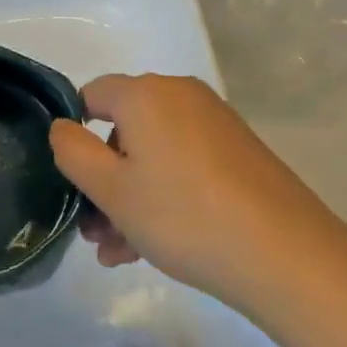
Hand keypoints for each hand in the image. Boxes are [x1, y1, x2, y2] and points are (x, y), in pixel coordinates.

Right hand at [50, 74, 346, 314]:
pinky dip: (164, 193)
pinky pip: (184, 163)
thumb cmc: (183, 215)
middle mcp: (180, 94)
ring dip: (130, 196)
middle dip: (103, 179)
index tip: (73, 183)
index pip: (91, 95)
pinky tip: (154, 245)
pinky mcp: (238, 150)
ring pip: (154, 153)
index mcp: (146, 94)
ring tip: (120, 252)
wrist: (283, 252)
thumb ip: (74, 153)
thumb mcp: (112, 190)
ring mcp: (214, 121)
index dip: (74, 135)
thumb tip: (62, 126)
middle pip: (124, 128)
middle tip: (95, 232)